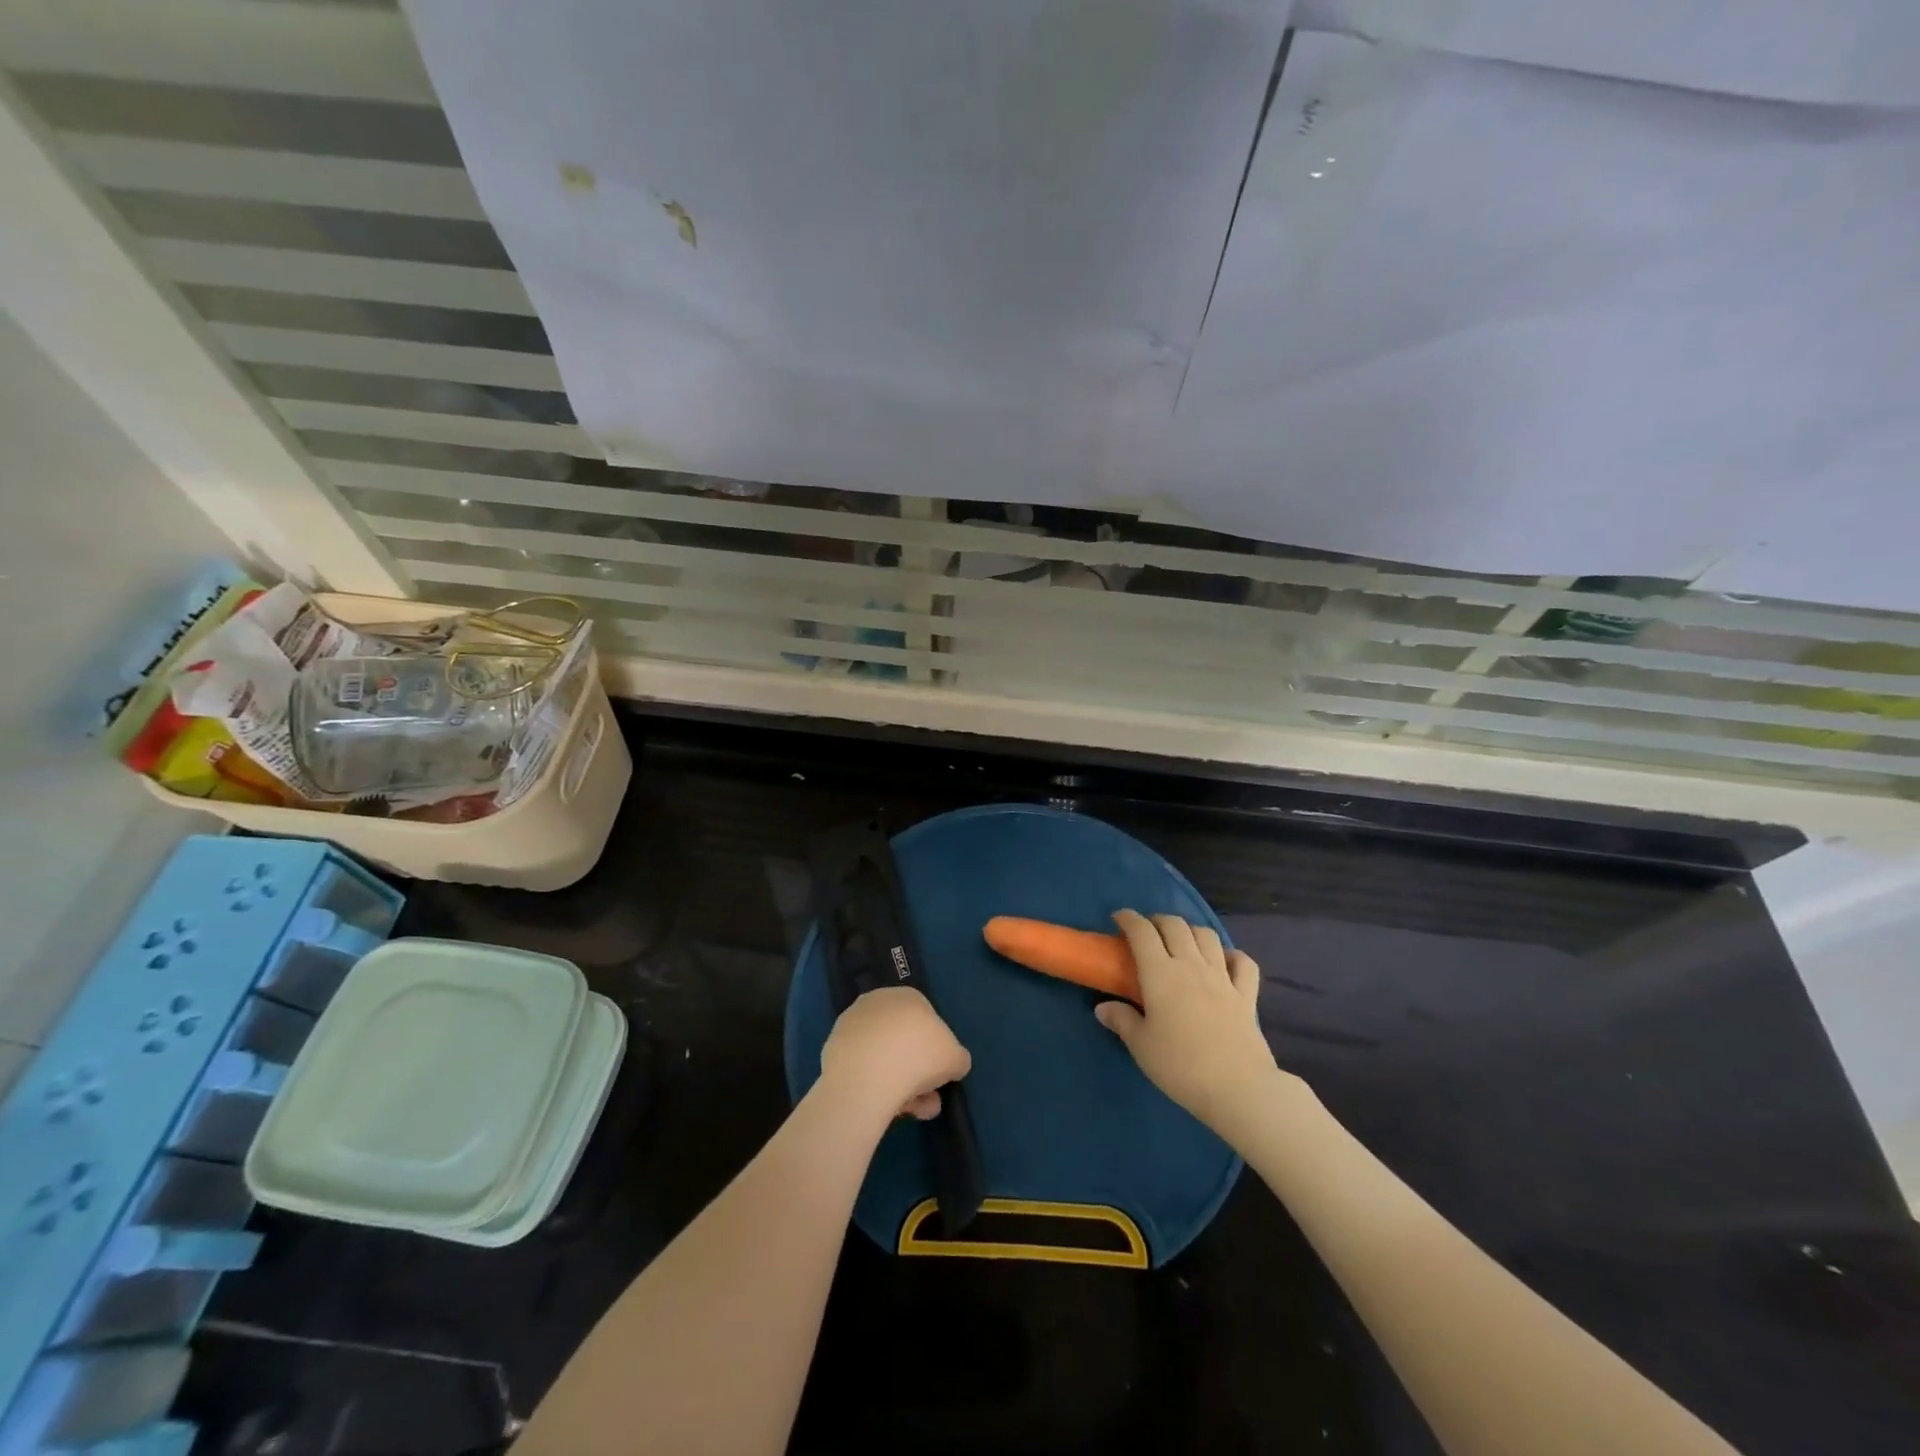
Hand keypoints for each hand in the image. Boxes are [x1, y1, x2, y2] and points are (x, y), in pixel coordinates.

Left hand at [820, 986, 971, 1120]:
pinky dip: (874, 1085)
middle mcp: (878, 1002)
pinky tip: (884, 1108)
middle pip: (904, 1041)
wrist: (866, 1077)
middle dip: (918, 1072)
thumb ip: (957, 1058)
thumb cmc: (918, 1057)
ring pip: (883, 1057)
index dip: (936, 1051)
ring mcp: (852, 1024)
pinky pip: (862, 1068)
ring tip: (911, 1112)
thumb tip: (953, 1064)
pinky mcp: (833, 1048)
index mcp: (908, 996)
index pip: (927, 1021)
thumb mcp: (955, 1058)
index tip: (940, 1076)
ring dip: (900, 1084)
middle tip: (927, 1099)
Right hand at [1095, 911, 1278, 1130]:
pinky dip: (1232, 955)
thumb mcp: (1141, 1046)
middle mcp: (1191, 965)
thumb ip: (1121, 1020)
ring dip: (1191, 930)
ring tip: (1181, 941)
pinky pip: (1243, 962)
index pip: (1142, 932)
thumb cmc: (1181, 1065)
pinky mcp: (1246, 994)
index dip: (1129, 918)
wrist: (1238, 1088)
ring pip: (1207, 935)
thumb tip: (1102, 1008)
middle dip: (1158, 920)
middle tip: (1147, 931)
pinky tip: (1224, 961)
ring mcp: (1222, 977)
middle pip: (1175, 925)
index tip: (1119, 918)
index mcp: (1160, 973)